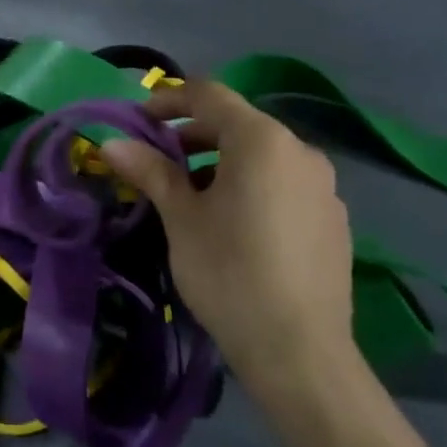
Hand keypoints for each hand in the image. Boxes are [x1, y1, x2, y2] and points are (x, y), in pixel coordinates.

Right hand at [102, 82, 355, 379]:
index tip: (140, 120)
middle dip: (193, 136)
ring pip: (263, 156)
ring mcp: (324, 186)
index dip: (170, 99)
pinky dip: (253, 186)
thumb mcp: (181, 218)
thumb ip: (150, 171)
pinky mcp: (333, 219)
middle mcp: (300, 151)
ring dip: (222, 163)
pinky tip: (235, 226)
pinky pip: (285, 184)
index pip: (209, 95)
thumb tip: (113, 142)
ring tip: (192, 198)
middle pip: (238, 124)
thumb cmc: (229, 272)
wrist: (299, 351)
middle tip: (159, 163)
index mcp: (262, 140)